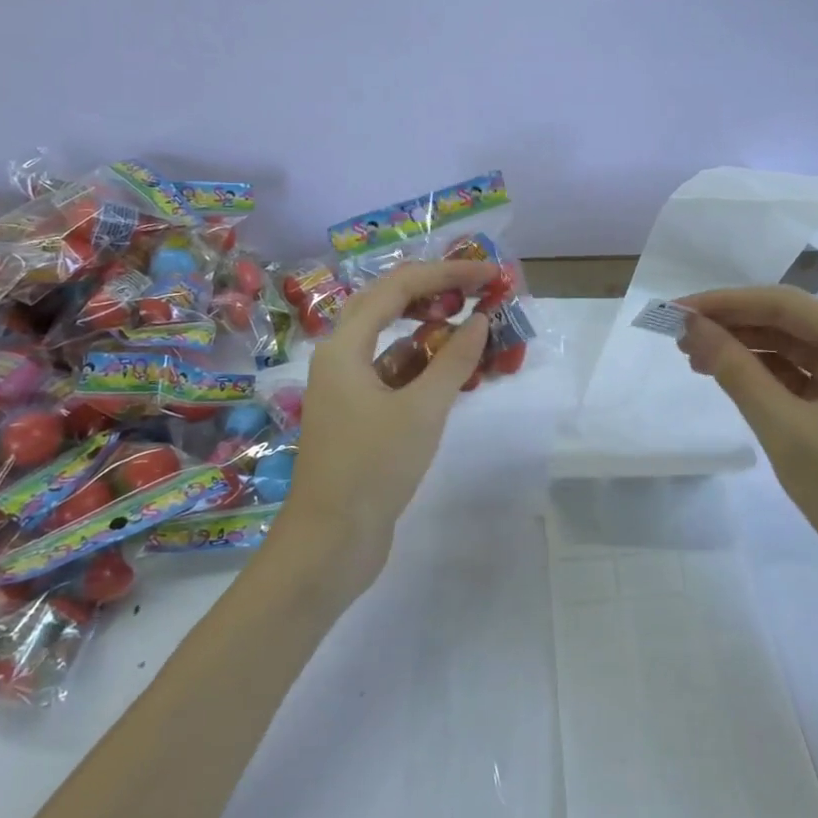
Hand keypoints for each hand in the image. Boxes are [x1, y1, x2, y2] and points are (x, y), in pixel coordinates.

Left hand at [274, 258, 493, 597]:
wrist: (330, 545)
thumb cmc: (371, 469)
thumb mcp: (421, 410)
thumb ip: (454, 361)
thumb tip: (481, 321)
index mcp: (344, 347)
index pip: (397, 288)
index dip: (445, 273)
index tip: (488, 273)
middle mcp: (341, 358)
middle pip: (391, 306)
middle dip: (438, 293)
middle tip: (481, 290)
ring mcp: (350, 388)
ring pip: (396, 342)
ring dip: (436, 332)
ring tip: (480, 327)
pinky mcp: (362, 415)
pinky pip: (399, 374)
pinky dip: (429, 367)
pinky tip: (463, 373)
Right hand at [678, 286, 817, 614]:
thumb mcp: (786, 429)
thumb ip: (737, 371)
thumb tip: (694, 327)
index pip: (785, 305)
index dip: (726, 303)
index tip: (677, 310)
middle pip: (791, 323)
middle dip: (734, 327)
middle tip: (679, 336)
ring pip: (796, 350)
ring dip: (747, 351)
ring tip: (695, 357)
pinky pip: (806, 378)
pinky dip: (768, 377)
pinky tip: (732, 379)